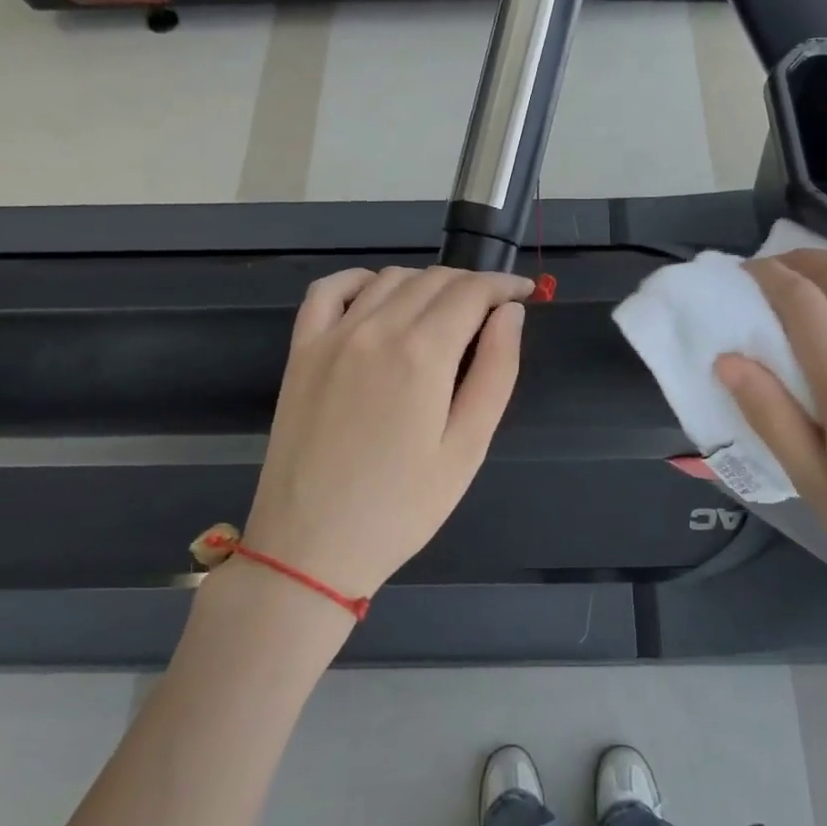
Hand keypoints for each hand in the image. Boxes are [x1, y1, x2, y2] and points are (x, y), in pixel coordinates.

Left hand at [241, 266, 530, 600]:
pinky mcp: (301, 351)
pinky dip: (361, 281)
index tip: (524, 295)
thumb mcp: (467, 448)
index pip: (472, 291)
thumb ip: (496, 372)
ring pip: (389, 279)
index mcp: (422, 353)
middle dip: (472, 286)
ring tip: (444, 315)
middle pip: (434, 280)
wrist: (311, 546)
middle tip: (492, 315)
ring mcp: (332, 336)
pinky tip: (378, 297)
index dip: (505, 286)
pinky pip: (328, 290)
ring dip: (426, 284)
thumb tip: (511, 315)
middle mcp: (375, 328)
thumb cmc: (402, 508)